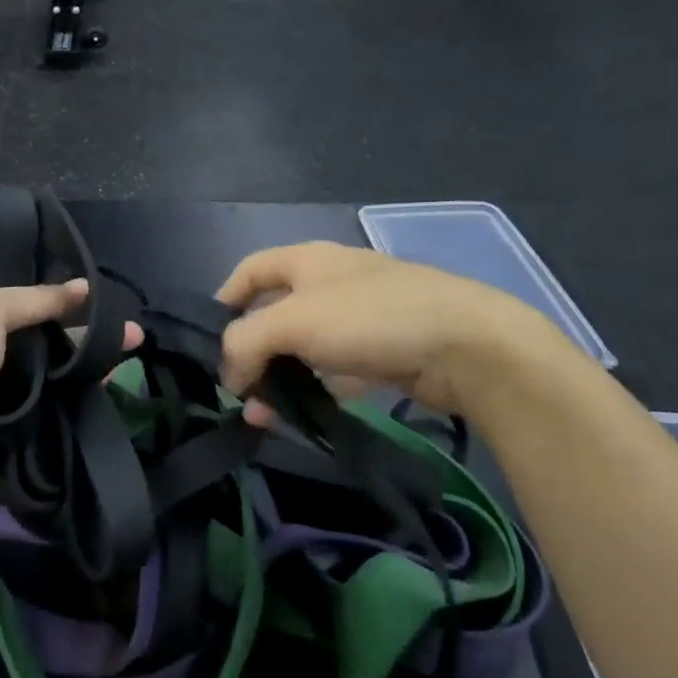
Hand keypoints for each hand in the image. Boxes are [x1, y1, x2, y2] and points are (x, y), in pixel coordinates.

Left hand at [0, 280, 137, 505]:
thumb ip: (40, 299)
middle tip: (136, 340)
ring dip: (92, 377)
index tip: (115, 307)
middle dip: (93, 343)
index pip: (41, 312)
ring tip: (133, 366)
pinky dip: (81, 412)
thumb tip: (86, 286)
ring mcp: (11, 405)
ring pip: (61, 386)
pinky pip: (57, 421)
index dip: (76, 307)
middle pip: (56, 350)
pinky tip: (113, 400)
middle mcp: (0, 364)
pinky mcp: (21, 442)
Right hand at [216, 243, 563, 419]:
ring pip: (304, 347)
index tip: (210, 343)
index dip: (225, 301)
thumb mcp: (294, 321)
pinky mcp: (383, 352)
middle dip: (251, 351)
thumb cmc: (370, 318)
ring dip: (279, 378)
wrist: (467, 346)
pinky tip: (304, 417)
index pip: (249, 270)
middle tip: (238, 392)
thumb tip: (229, 373)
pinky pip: (335, 370)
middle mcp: (330, 282)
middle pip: (275, 313)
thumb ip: (246, 342)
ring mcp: (360, 318)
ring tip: (263, 417)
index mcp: (307, 260)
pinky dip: (315, 389)